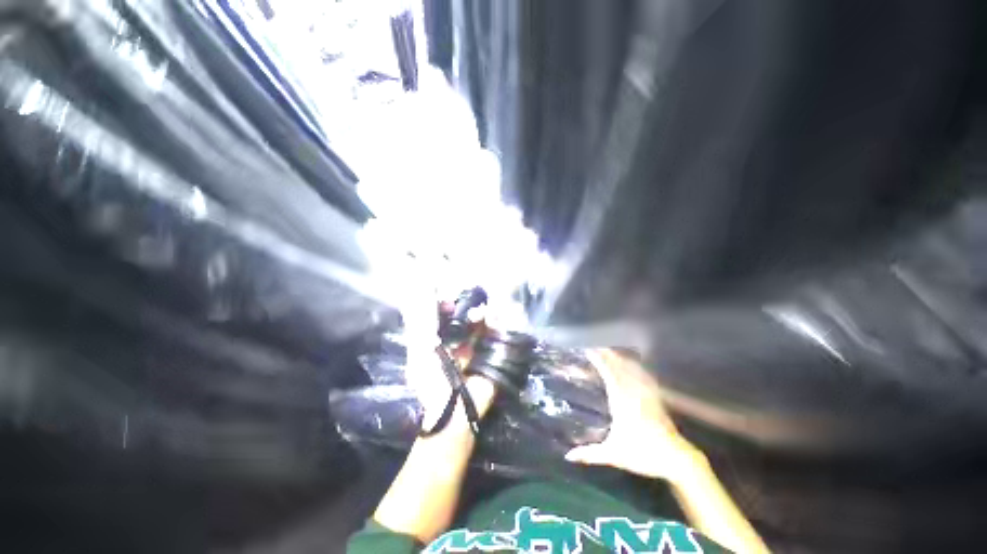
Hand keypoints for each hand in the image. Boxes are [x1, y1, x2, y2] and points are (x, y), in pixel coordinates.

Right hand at [566, 350, 706, 482]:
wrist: (677, 459)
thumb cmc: (643, 455)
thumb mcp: (613, 455)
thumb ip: (590, 454)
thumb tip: (568, 456)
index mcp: (621, 402)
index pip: (608, 374)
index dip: (599, 360)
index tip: (589, 349)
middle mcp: (633, 393)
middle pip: (620, 367)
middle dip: (607, 354)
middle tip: (596, 344)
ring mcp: (646, 394)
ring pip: (632, 370)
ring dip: (621, 358)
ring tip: (611, 349)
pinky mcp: (655, 398)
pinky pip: (644, 377)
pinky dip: (636, 367)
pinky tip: (635, 365)